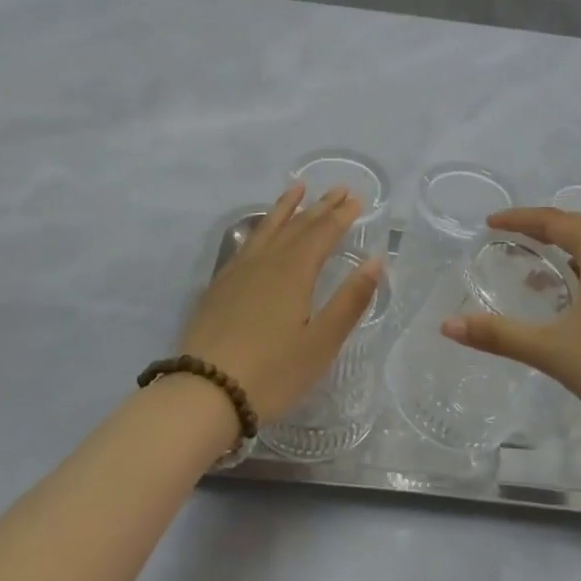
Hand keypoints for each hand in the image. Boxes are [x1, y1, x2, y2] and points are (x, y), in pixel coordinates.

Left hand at [179, 184, 381, 424]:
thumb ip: (350, 300)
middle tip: (338, 188)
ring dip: (286, 208)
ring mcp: (238, 271)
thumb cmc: (272, 372)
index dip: (341, 215)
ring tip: (297, 188)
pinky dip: (261, 227)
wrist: (204, 393)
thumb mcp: (321, 342)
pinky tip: (261, 231)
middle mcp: (266, 261)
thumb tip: (376, 261)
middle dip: (320, 206)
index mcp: (294, 272)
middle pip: (297, 226)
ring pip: (267, 228)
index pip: (323, 233)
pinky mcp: (220, 286)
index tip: (356, 198)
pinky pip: (247, 243)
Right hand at [441, 208, 580, 445]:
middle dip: (540, 229)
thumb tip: (447, 326)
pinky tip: (570, 300)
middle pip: (577, 228)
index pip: (555, 220)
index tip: (489, 223)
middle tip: (507, 238)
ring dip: (563, 251)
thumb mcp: (554, 351)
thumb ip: (499, 336)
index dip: (519, 218)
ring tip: (532, 267)